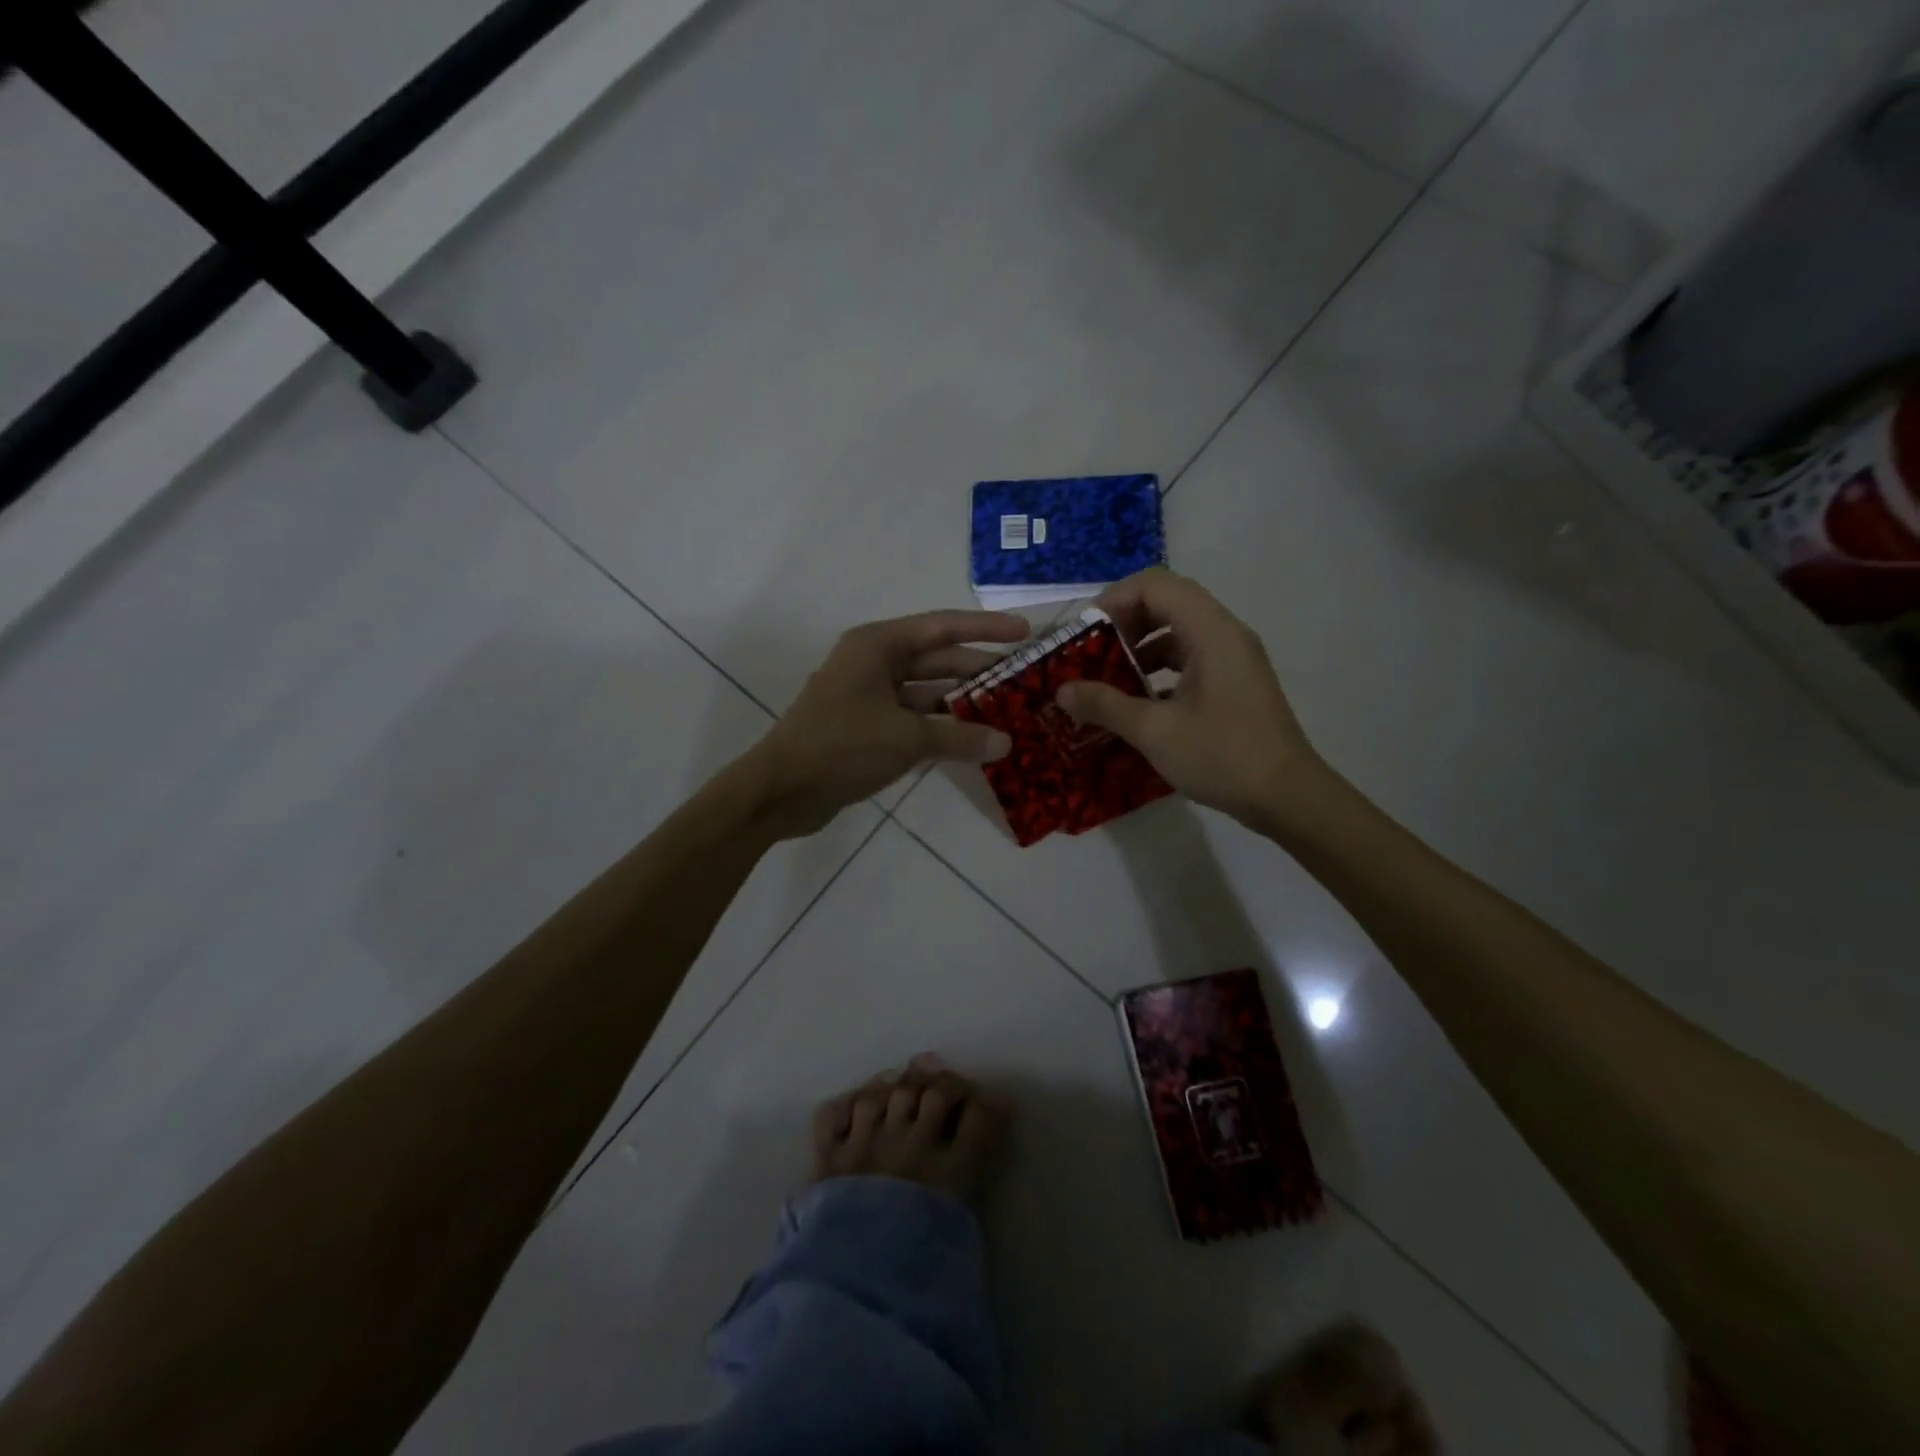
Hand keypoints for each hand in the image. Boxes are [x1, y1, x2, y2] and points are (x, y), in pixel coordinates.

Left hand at [748, 609, 1027, 837]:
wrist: (781, 791)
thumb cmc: (841, 747)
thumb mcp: (906, 738)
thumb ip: (959, 738)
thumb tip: (1006, 743)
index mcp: (877, 646)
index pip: (942, 627)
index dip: (985, 628)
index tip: (1024, 633)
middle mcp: (873, 663)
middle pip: (936, 659)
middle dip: (978, 669)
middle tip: (1025, 679)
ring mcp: (869, 696)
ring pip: (926, 692)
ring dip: (962, 703)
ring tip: (1009, 711)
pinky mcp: (867, 728)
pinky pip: (914, 719)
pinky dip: (941, 727)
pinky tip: (973, 739)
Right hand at [1055, 569, 1326, 828]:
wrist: (1287, 797)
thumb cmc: (1222, 756)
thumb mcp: (1155, 731)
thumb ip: (1105, 705)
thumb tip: (1062, 690)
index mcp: (1210, 632)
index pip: (1156, 585)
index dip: (1114, 599)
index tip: (1085, 633)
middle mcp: (1225, 634)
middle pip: (1167, 602)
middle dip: (1123, 623)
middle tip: (1091, 654)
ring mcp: (1233, 658)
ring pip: (1178, 631)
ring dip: (1140, 647)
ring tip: (1108, 679)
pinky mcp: (1235, 682)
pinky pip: (1190, 658)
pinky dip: (1159, 669)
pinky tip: (1137, 702)